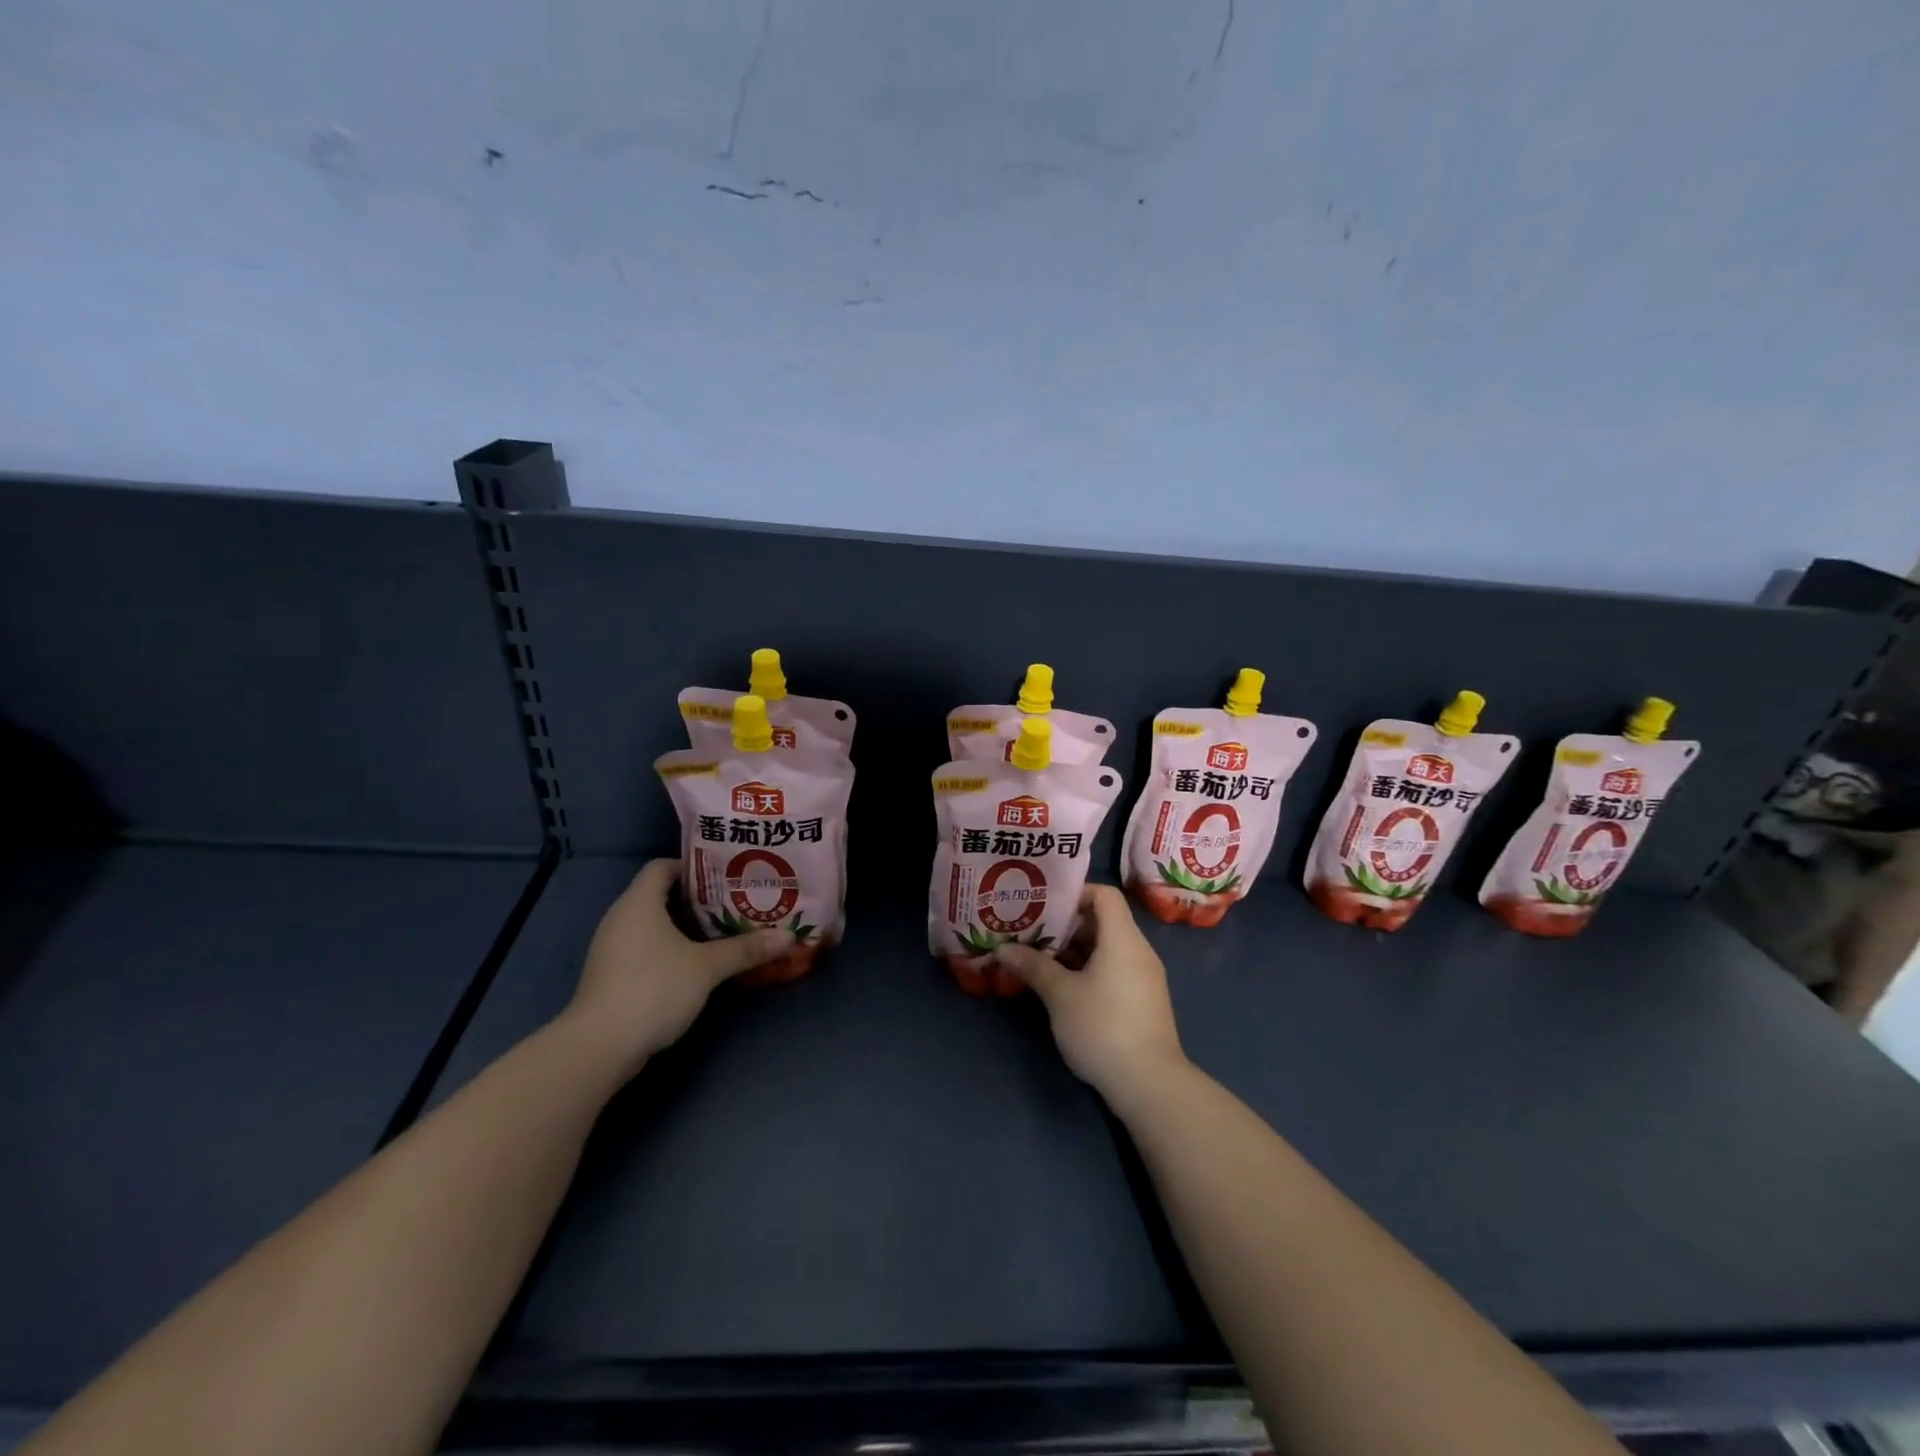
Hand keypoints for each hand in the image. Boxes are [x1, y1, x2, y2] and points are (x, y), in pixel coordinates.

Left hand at [562, 859, 791, 1075]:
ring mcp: (613, 947)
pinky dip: (670, 947)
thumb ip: (745, 949)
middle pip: (660, 894)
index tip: (726, 875)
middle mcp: (621, 917)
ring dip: (685, 925)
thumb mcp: (706, 967)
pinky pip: (645, 946)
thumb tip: (789, 936)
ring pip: (653, 923)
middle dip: (698, 898)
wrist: (599, 1047)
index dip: (694, 867)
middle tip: (735, 901)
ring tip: (723, 929)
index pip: (663, 866)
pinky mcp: (613, 974)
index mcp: (639, 902)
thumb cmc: (653, 989)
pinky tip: (697, 960)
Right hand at [993, 884, 1188, 1108]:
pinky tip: (1063, 984)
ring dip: (1075, 948)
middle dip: (1067, 923)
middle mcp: (1138, 950)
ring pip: (1107, 947)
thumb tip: (1003, 948)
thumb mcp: (1060, 995)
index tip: (1044, 904)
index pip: (1104, 894)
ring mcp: (1144, 977)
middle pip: (1104, 920)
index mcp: (1123, 938)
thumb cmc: (1102, 1027)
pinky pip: (1114, 968)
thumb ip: (1033, 966)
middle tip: (1032, 929)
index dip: (1075, 892)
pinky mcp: (1143, 1000)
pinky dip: (1089, 967)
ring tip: (1039, 956)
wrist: (1149, 1084)